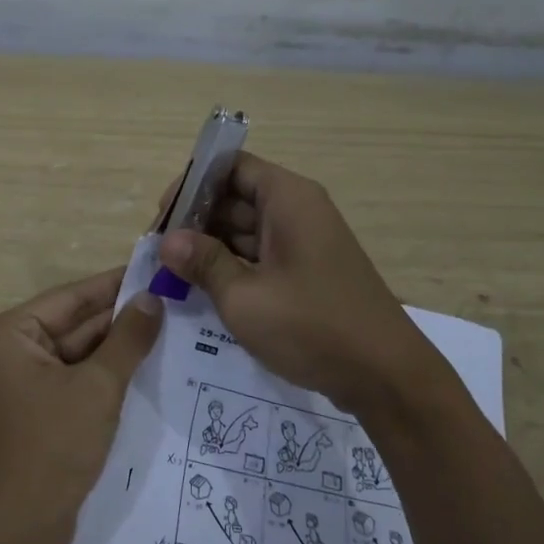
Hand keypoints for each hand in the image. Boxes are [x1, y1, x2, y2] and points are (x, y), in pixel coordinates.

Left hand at [0, 269, 163, 543]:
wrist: (14, 536)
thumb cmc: (50, 450)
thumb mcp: (97, 388)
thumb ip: (127, 339)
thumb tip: (153, 297)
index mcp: (7, 334)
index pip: (71, 297)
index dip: (116, 284)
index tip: (159, 270)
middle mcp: (8, 351)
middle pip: (74, 324)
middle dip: (122, 318)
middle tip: (176, 301)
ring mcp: (20, 383)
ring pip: (78, 353)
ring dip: (119, 347)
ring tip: (174, 327)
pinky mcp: (36, 411)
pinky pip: (76, 380)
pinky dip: (107, 375)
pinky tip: (150, 365)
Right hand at [158, 153, 435, 413]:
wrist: (385, 377)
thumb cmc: (312, 327)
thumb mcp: (245, 297)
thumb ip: (203, 263)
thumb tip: (167, 241)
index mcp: (287, 198)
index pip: (230, 166)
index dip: (193, 184)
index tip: (162, 217)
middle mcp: (297, 210)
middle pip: (235, 197)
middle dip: (195, 221)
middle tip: (158, 253)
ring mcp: (304, 242)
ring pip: (245, 229)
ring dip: (210, 247)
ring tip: (172, 274)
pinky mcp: (306, 271)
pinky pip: (260, 255)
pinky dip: (232, 267)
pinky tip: (203, 290)